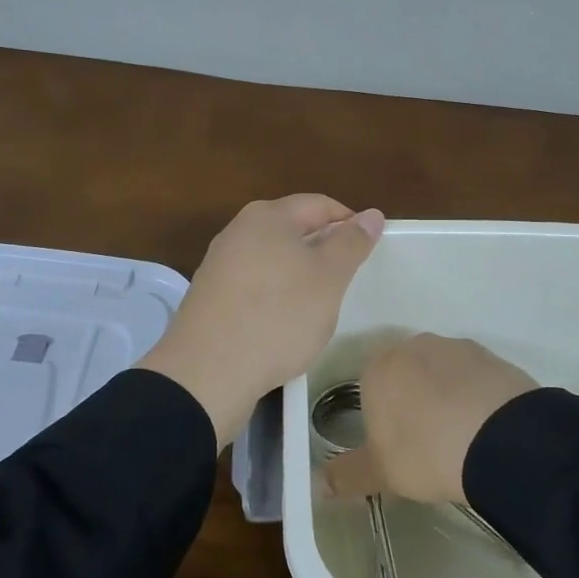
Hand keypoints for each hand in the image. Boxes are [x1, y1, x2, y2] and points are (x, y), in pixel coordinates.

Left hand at [138, 195, 384, 445]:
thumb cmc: (277, 316)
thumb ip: (351, 243)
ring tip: (320, 305)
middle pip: (293, 230)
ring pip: (273, 260)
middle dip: (324, 250)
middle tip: (348, 280)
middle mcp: (238, 231)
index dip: (350, 223)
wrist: (207, 372)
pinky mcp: (210, 298)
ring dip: (299, 276)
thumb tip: (371, 215)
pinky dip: (275, 297)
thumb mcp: (328, 278)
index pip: (320, 205)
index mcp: (267, 216)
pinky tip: (284, 324)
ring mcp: (219, 265)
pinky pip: (254, 286)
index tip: (371, 250)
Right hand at [322, 334, 537, 503]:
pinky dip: (475, 395)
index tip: (396, 445)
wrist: (499, 440)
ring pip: (441, 372)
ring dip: (445, 395)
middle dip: (413, 400)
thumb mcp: (380, 472)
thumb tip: (315, 484)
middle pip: (406, 374)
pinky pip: (474, 376)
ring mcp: (455, 347)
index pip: (370, 386)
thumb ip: (345, 475)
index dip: (382, 416)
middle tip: (426, 441)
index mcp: (378, 368)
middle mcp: (413, 346)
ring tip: (460, 436)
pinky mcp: (491, 356)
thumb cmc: (426, 452)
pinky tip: (484, 426)